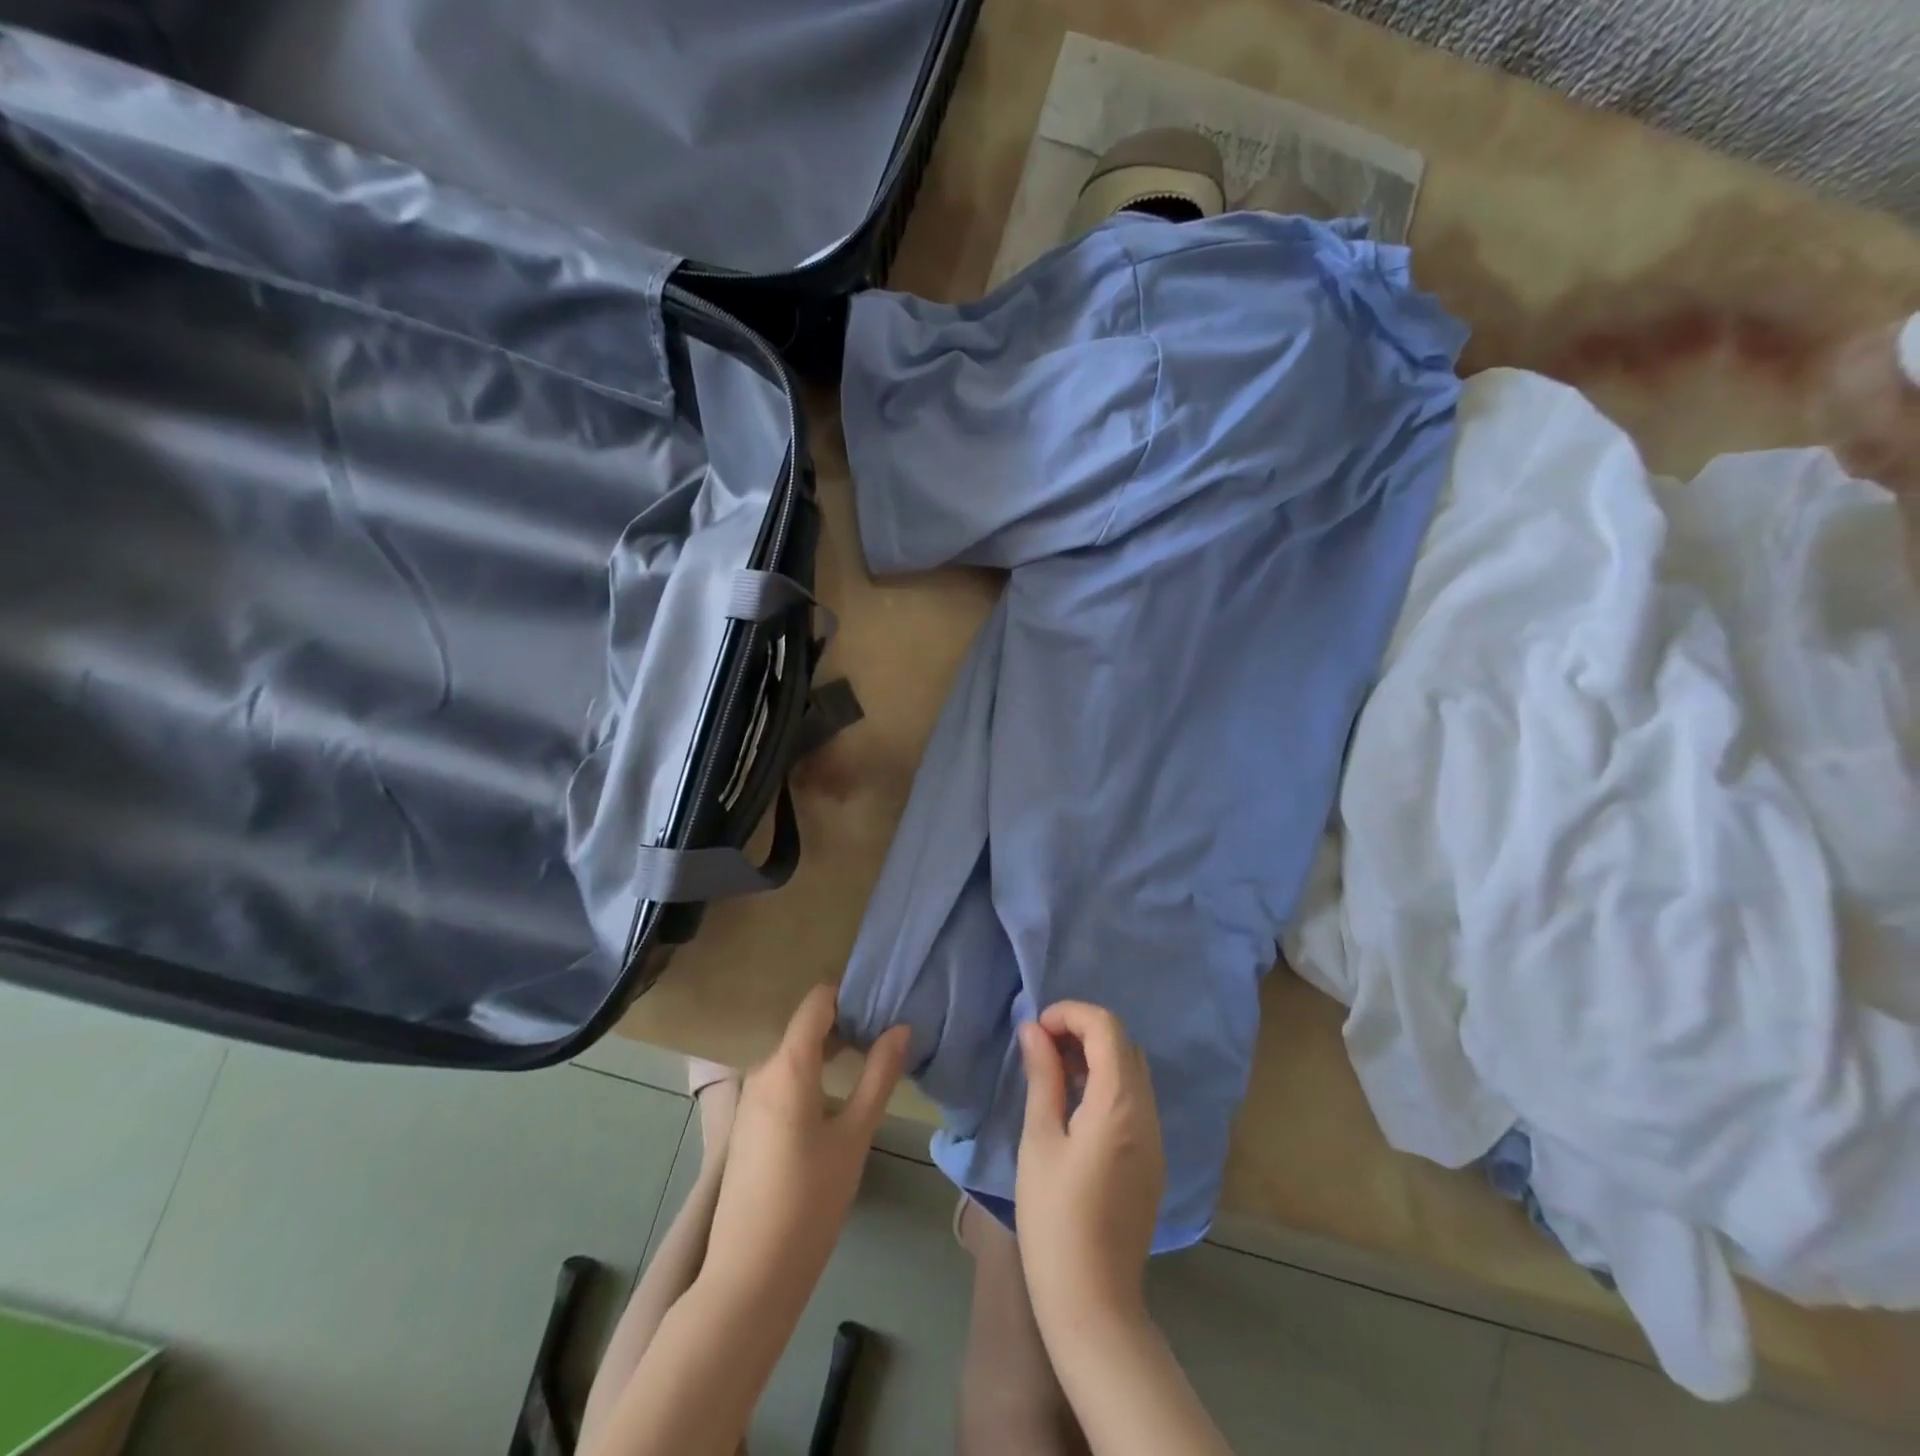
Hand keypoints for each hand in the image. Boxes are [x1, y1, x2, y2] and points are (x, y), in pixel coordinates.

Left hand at [701, 986, 909, 1311]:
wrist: (748, 1277)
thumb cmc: (809, 1201)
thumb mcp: (854, 1136)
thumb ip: (878, 1076)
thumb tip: (900, 1028)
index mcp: (787, 1066)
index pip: (816, 1002)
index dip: (849, 993)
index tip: (882, 1000)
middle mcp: (762, 1072)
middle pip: (806, 1028)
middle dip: (846, 1023)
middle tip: (887, 1032)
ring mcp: (750, 1100)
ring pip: (794, 1055)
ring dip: (829, 1051)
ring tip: (869, 1060)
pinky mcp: (748, 1125)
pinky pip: (782, 1081)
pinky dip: (811, 1075)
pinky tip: (837, 1096)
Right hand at [1014, 1001, 1166, 1337]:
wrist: (1093, 1301)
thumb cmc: (1055, 1218)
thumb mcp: (1039, 1140)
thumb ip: (1042, 1078)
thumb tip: (1034, 1031)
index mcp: (1119, 1104)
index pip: (1107, 1028)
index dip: (1071, 1015)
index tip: (1037, 1030)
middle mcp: (1147, 1113)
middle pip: (1124, 1045)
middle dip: (1084, 1032)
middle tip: (1043, 1049)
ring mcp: (1155, 1138)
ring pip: (1133, 1072)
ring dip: (1096, 1057)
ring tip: (1054, 1074)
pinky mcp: (1153, 1160)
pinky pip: (1135, 1101)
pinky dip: (1108, 1086)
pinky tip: (1075, 1108)